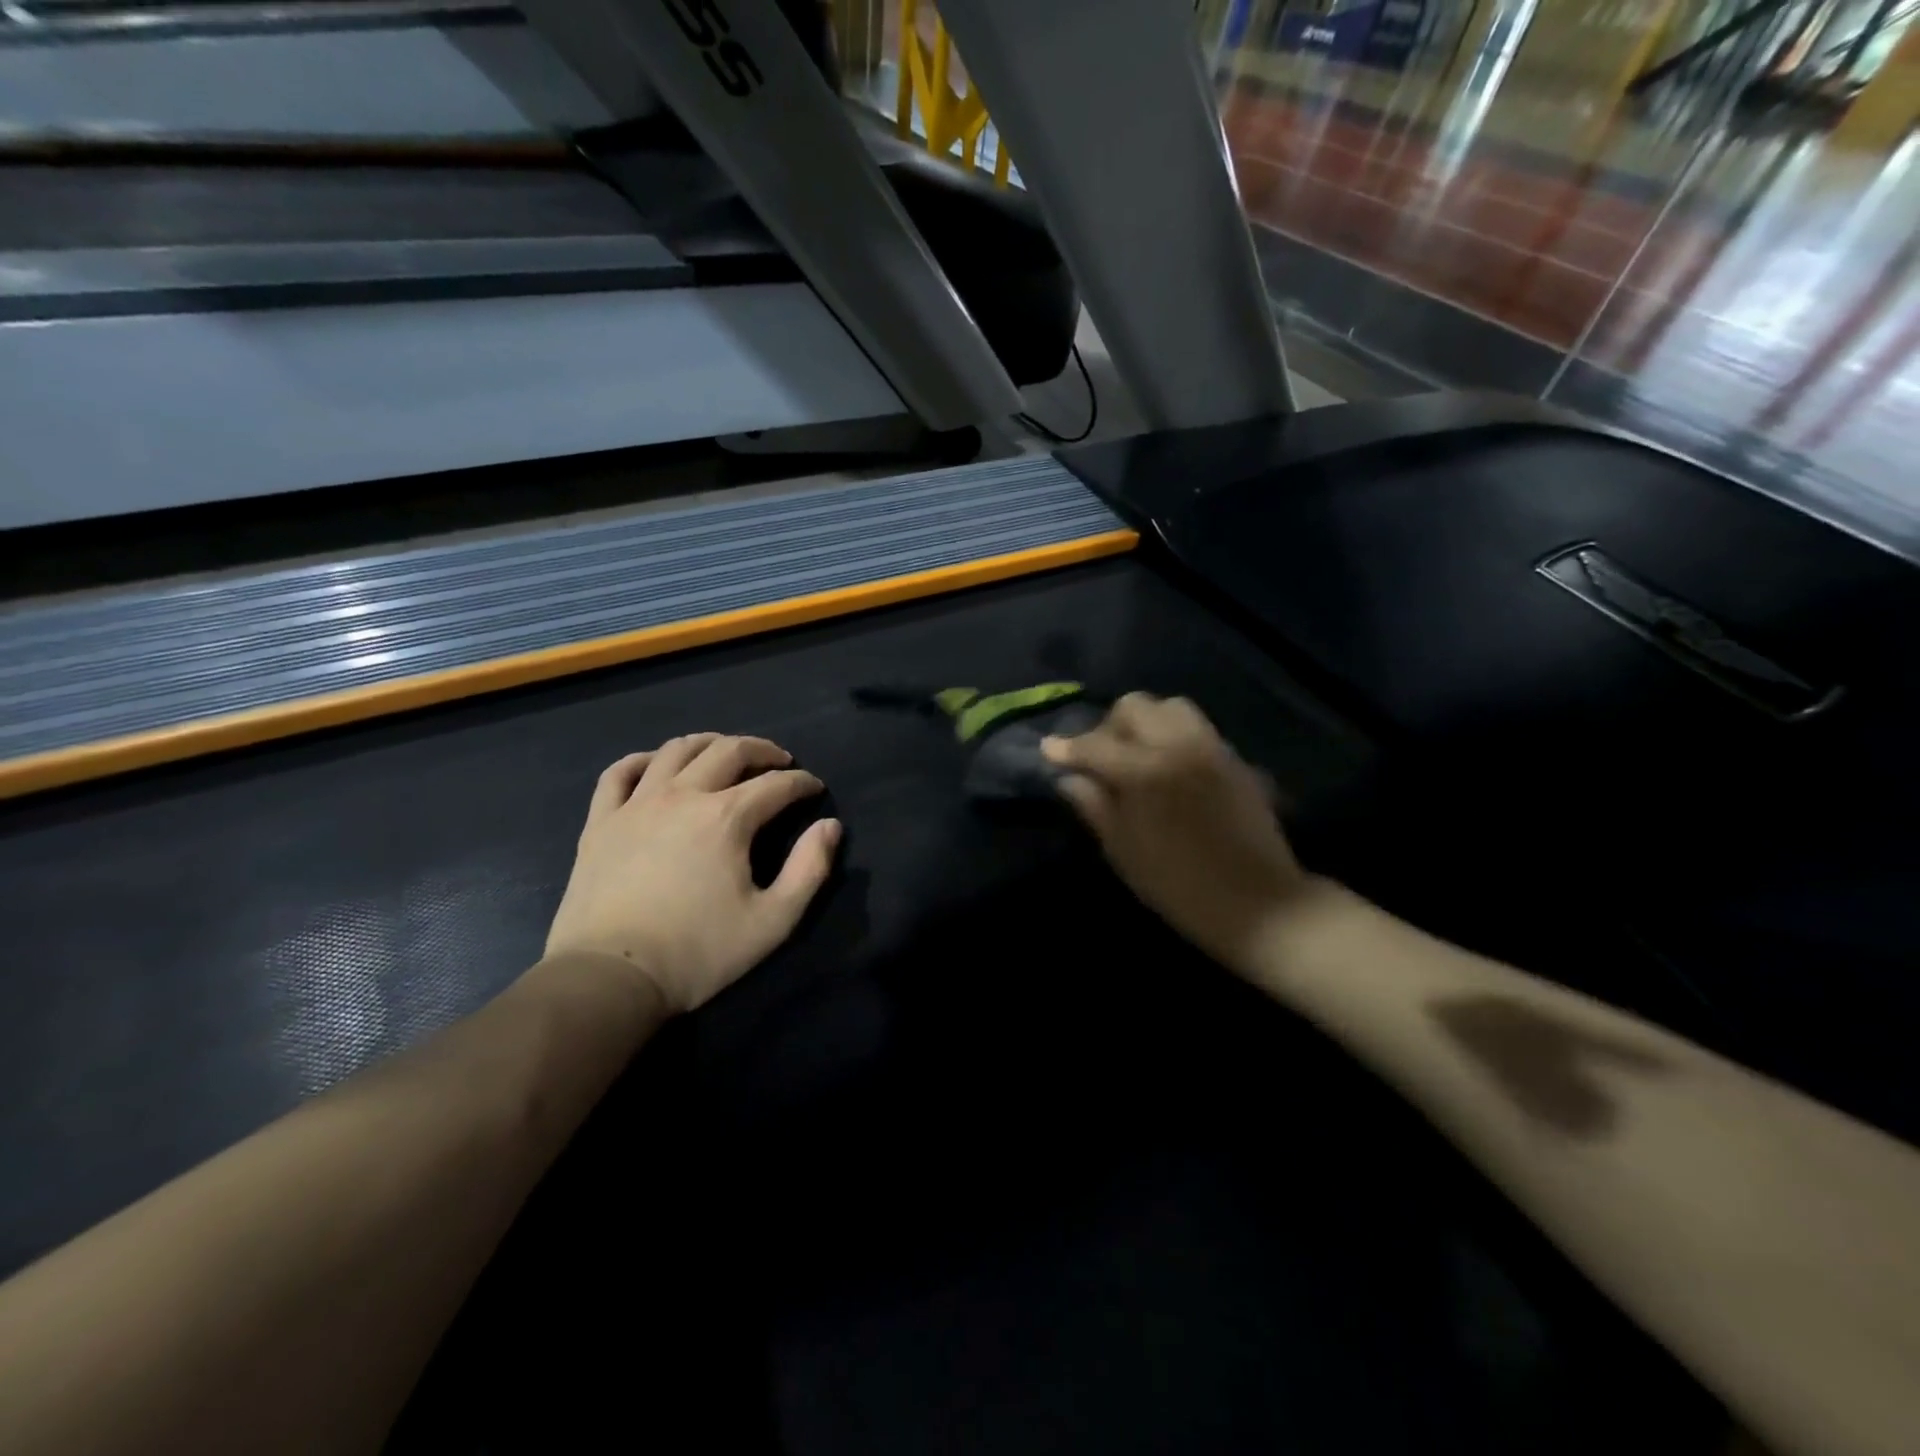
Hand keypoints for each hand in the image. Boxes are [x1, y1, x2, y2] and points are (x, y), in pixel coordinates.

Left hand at [544, 734, 841, 1012]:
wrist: (610, 977)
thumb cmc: (698, 952)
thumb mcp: (773, 921)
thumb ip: (809, 869)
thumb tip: (830, 827)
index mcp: (727, 818)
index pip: (776, 784)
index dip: (802, 783)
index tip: (815, 789)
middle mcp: (683, 796)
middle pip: (729, 751)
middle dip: (763, 750)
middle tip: (780, 762)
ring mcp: (636, 804)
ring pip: (676, 750)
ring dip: (710, 743)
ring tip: (725, 753)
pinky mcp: (601, 822)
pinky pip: (620, 773)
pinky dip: (644, 760)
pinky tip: (657, 766)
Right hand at [1042, 694, 1312, 971]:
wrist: (1258, 903)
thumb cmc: (1179, 885)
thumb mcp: (1124, 851)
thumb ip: (1095, 807)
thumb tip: (1070, 779)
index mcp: (1145, 770)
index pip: (1095, 745)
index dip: (1067, 748)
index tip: (1049, 750)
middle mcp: (1178, 746)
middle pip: (1134, 707)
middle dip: (1109, 726)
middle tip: (1100, 758)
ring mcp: (1211, 747)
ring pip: (1170, 707)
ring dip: (1145, 723)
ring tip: (1137, 755)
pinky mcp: (1234, 758)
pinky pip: (1196, 728)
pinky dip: (1173, 735)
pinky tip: (1168, 766)